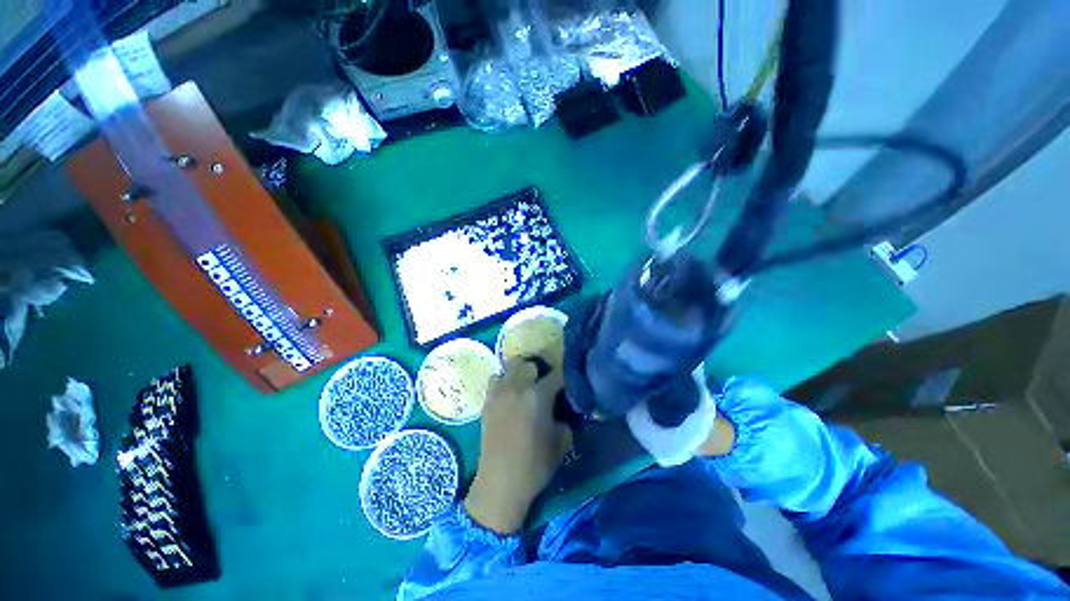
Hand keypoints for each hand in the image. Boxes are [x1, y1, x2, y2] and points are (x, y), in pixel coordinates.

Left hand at [464, 359, 572, 534]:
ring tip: (525, 387)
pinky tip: (509, 395)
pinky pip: (496, 380)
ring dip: (520, 373)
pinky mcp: (487, 401)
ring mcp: (499, 392)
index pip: (557, 375)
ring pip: (510, 367)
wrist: (500, 482)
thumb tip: (562, 410)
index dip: (565, 379)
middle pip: (529, 363)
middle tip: (544, 385)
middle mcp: (517, 386)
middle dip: (539, 371)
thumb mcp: (561, 442)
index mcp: (538, 395)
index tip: (568, 385)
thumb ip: (564, 419)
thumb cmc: (535, 464)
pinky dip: (504, 382)